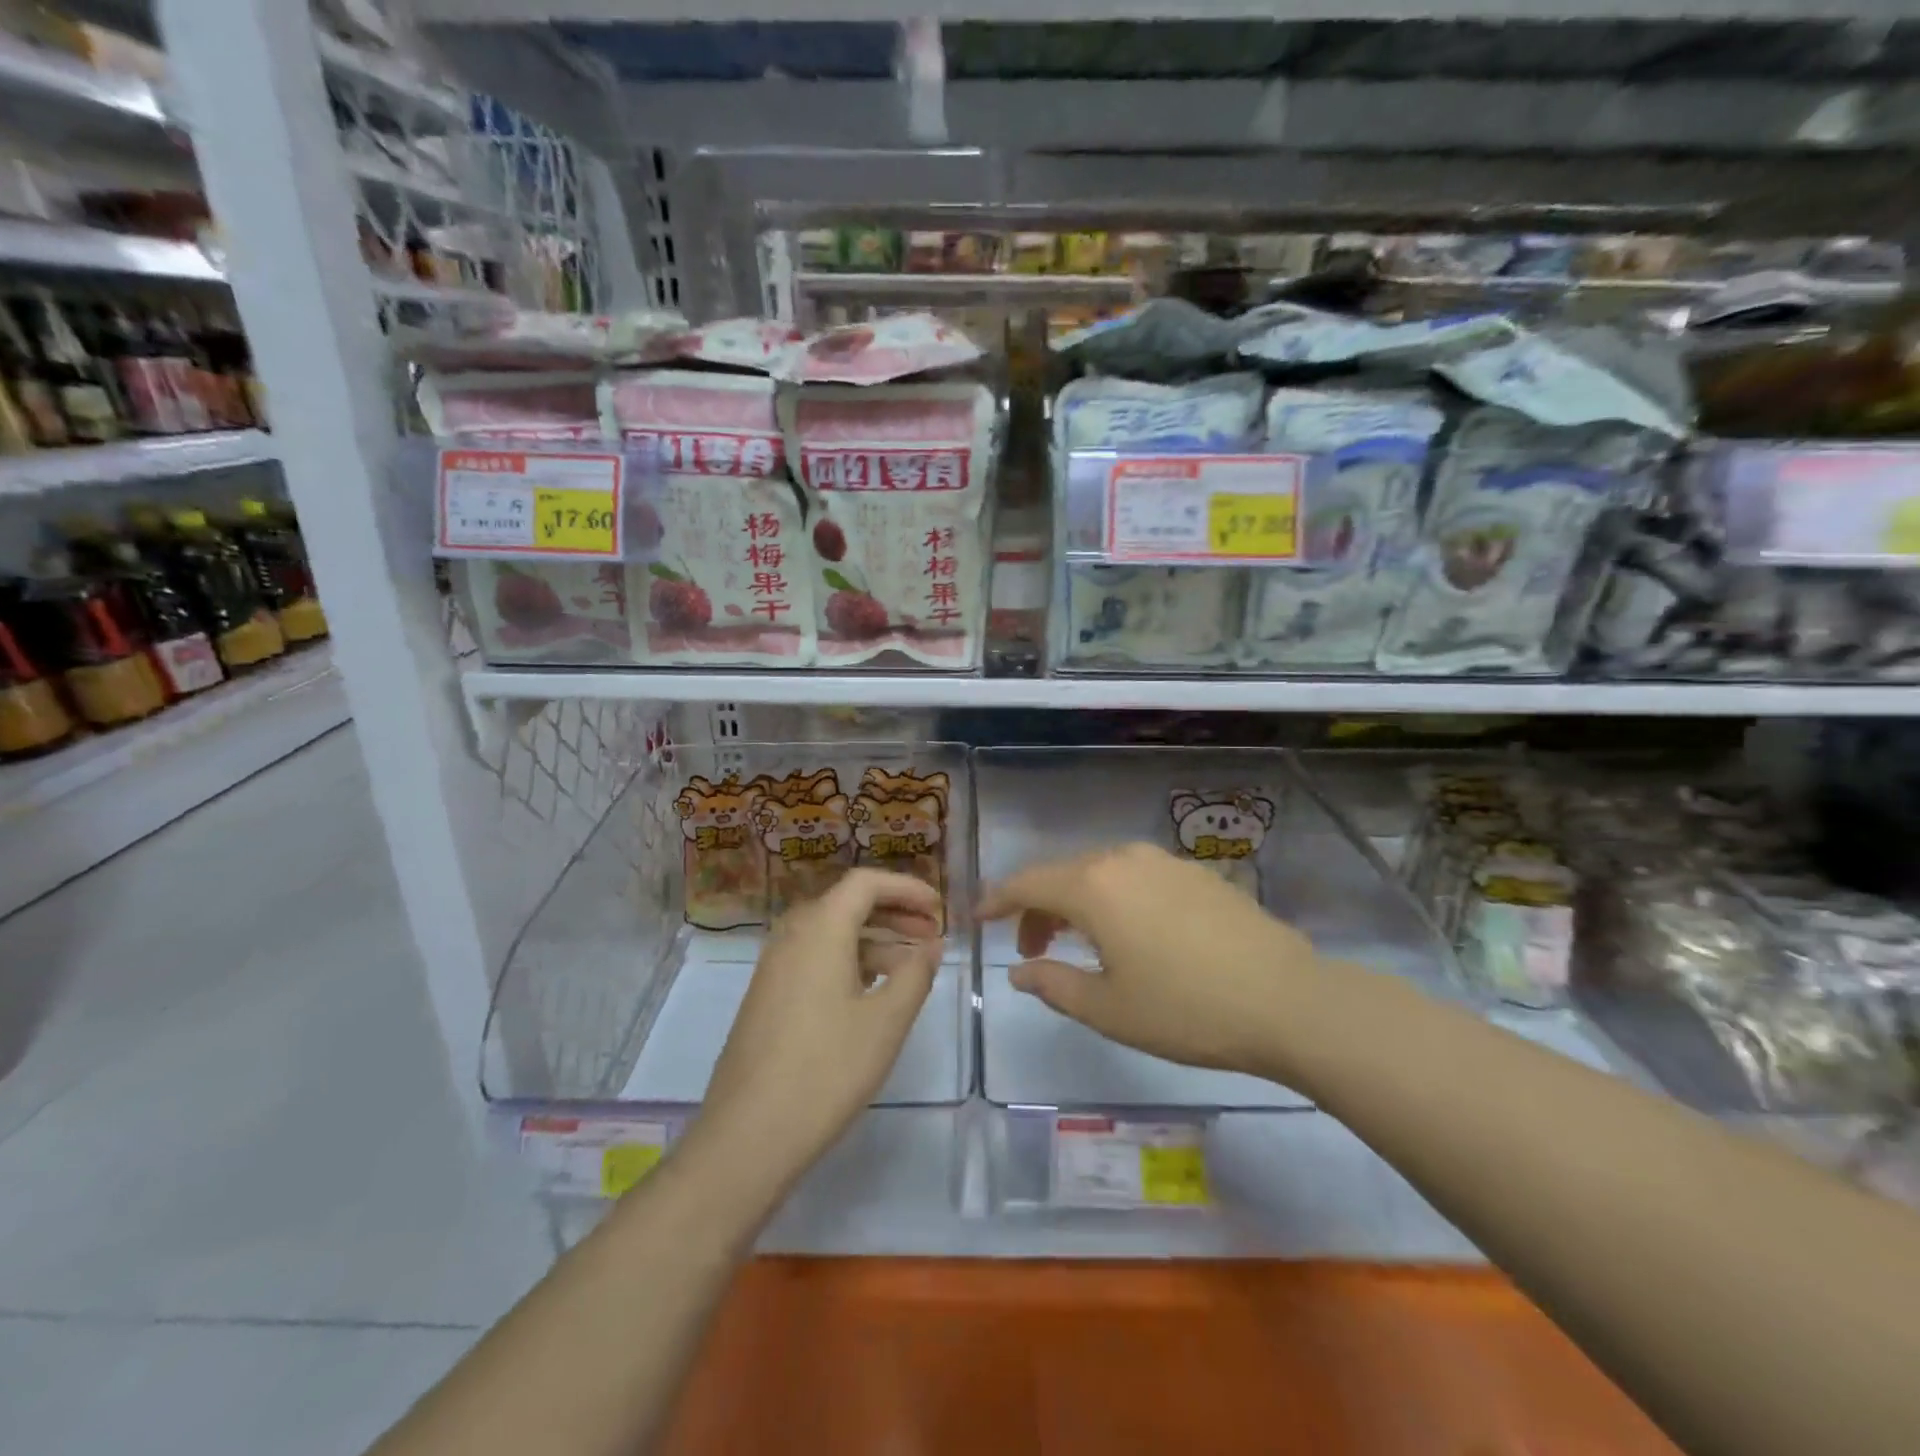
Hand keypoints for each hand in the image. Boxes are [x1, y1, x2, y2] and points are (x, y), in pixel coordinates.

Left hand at [697, 869, 943, 1188]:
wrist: (748, 1135)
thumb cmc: (826, 1070)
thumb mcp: (886, 1022)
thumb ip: (915, 974)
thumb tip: (930, 945)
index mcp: (820, 928)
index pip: (866, 882)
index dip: (907, 887)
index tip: (939, 908)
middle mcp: (792, 935)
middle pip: (848, 903)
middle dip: (894, 911)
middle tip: (932, 933)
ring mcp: (774, 966)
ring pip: (832, 933)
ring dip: (874, 938)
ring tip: (912, 965)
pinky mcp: (768, 995)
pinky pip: (815, 958)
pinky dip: (850, 960)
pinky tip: (873, 991)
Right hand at [978, 842, 1327, 1081]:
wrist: (1289, 1000)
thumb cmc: (1186, 1010)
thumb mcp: (1108, 1010)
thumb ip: (1053, 984)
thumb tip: (1020, 971)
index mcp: (1094, 887)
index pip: (1028, 883)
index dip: (998, 900)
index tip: (978, 917)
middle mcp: (1123, 859)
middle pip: (1063, 875)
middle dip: (1038, 909)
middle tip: (1033, 952)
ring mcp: (1164, 861)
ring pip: (1100, 874)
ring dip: (1077, 904)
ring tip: (1079, 946)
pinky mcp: (1196, 872)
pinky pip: (1134, 877)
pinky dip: (1113, 899)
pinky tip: (1129, 934)